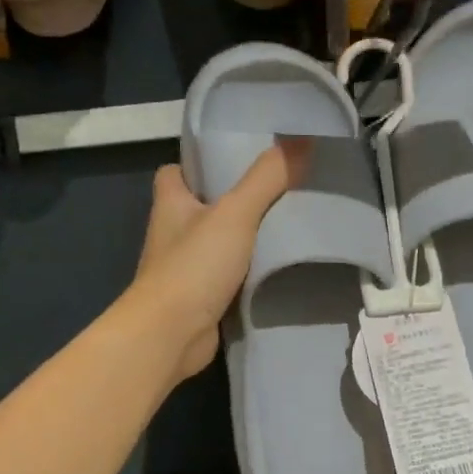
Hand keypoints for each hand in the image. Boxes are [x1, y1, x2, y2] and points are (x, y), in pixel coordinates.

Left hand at [126, 141, 307, 381]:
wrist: (170, 335)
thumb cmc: (193, 265)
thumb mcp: (235, 213)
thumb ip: (267, 178)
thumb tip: (302, 138)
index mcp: (170, 203)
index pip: (176, 172)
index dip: (200, 164)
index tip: (236, 160)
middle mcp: (172, 233)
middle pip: (202, 206)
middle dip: (233, 200)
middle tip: (277, 189)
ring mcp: (184, 268)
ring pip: (217, 243)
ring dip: (244, 238)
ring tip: (287, 224)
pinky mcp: (199, 298)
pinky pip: (228, 276)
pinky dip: (248, 272)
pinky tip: (278, 267)